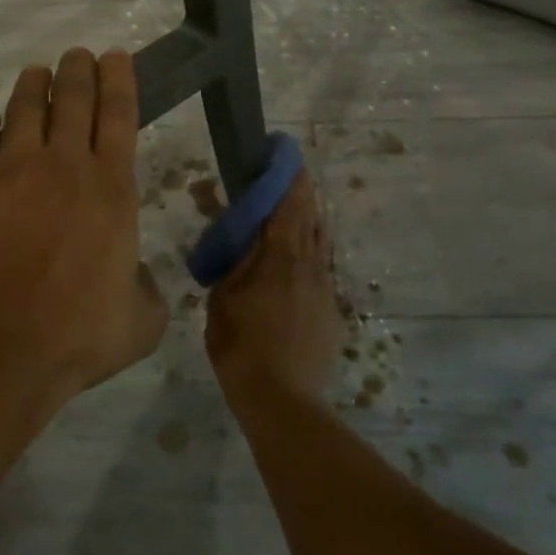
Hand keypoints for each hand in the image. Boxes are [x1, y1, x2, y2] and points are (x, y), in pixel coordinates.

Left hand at [0, 47, 166, 409]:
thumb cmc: (75, 339)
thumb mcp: (141, 321)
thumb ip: (147, 288)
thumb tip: (137, 274)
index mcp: (112, 189)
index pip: (119, 114)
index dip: (119, 79)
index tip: (115, 56)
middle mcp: (65, 164)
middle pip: (73, 97)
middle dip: (78, 69)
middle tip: (77, 56)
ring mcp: (11, 168)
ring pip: (25, 106)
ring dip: (34, 85)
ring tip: (37, 74)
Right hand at [205, 174, 339, 403]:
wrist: (282, 400)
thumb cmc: (241, 343)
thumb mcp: (223, 295)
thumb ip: (229, 256)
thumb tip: (225, 221)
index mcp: (282, 255)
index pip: (291, 202)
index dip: (289, 175)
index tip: (284, 154)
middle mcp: (311, 264)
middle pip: (311, 217)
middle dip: (300, 196)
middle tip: (286, 183)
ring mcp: (326, 289)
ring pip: (320, 245)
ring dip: (307, 226)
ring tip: (291, 221)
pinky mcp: (332, 313)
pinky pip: (321, 273)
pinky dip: (309, 260)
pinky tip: (295, 272)